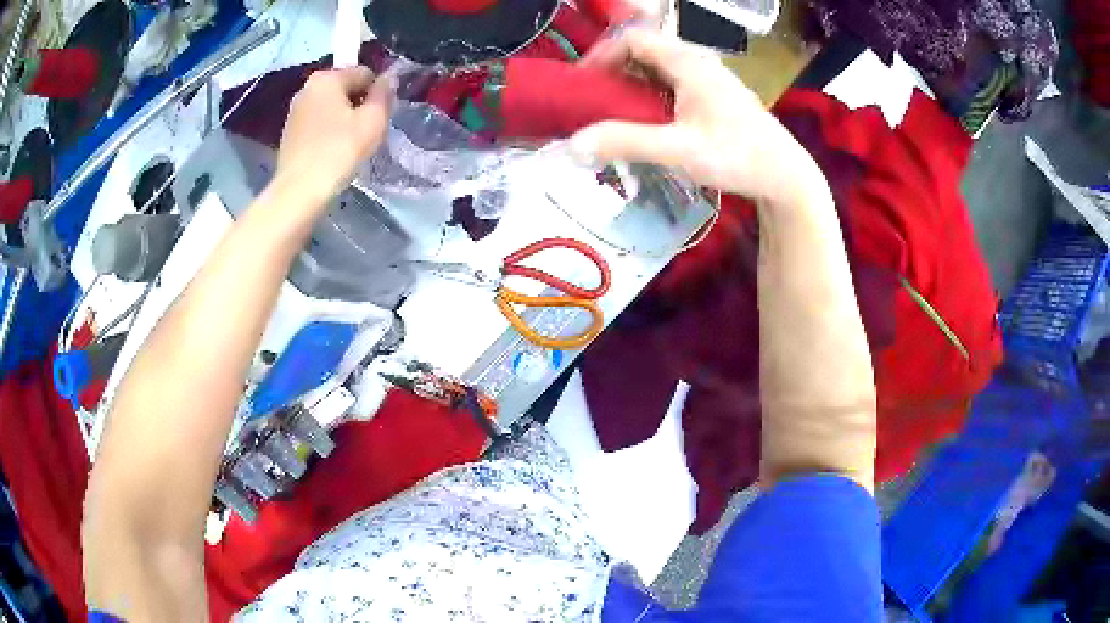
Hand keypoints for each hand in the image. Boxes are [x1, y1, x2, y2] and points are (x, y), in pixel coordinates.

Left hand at [275, 66, 394, 203]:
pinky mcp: (289, 132)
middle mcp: (307, 87)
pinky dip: (327, 132)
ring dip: (343, 119)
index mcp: (327, 78)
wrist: (300, 191)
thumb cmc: (339, 151)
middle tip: (365, 132)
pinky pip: (317, 123)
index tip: (379, 117)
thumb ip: (384, 94)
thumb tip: (389, 78)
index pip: (364, 73)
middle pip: (345, 88)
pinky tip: (331, 152)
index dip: (377, 93)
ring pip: (330, 106)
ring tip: (349, 144)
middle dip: (358, 104)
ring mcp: (295, 110)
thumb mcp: (373, 120)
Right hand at [568, 29, 817, 201]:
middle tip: (591, 101)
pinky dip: (650, 96)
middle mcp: (697, 61)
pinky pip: (672, 85)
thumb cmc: (737, 156)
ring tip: (612, 113)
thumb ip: (625, 142)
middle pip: (644, 52)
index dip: (602, 55)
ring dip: (631, 85)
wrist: (785, 176)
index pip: (633, 39)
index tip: (581, 83)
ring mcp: (708, 78)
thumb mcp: (678, 150)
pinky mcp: (714, 96)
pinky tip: (645, 121)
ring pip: (658, 69)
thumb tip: (572, 144)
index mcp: (688, 62)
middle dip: (613, 71)